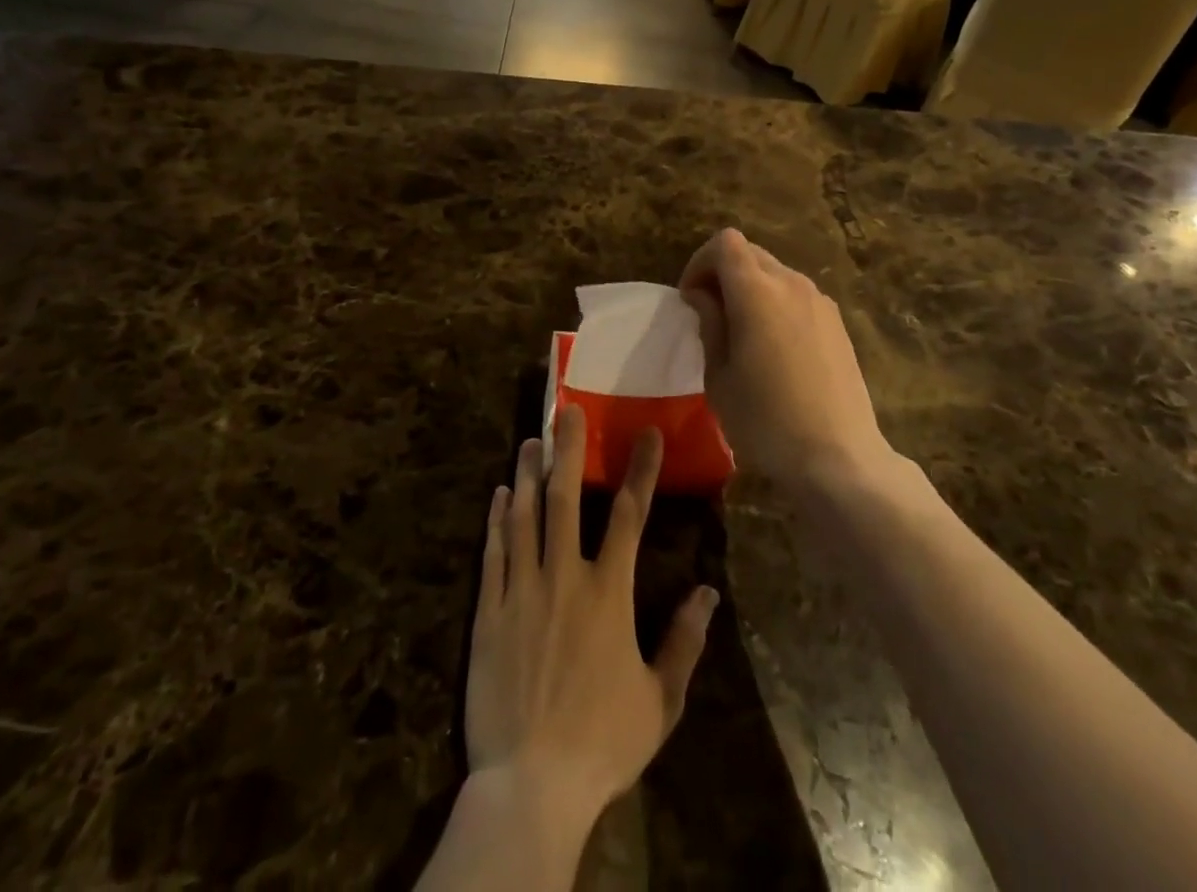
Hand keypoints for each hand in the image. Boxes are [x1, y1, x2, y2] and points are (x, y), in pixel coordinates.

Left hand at [466, 406, 718, 831]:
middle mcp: (564, 577)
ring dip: (527, 474)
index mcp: (609, 592)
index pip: (630, 516)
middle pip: (565, 498)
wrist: (531, 787)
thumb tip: (708, 591)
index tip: (646, 433)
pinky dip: (496, 520)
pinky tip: (498, 495)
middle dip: (568, 449)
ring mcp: (522, 591)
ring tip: (529, 440)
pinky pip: (493, 554)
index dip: (641, 471)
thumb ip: (685, 642)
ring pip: (523, 517)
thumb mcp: (660, 701)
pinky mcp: (488, 612)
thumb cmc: (603, 743)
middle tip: (566, 409)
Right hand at [678, 228, 893, 492]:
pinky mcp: (837, 323)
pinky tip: (775, 349)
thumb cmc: (766, 421)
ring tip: (741, 334)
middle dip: (723, 273)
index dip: (700, 262)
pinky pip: (797, 295)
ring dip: (751, 288)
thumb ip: (710, 324)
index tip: (691, 299)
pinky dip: (776, 304)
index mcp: (757, 292)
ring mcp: (820, 302)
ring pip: (776, 273)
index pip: (725, 243)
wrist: (838, 457)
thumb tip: (703, 295)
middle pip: (750, 253)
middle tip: (710, 315)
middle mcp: (792, 284)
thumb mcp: (719, 377)